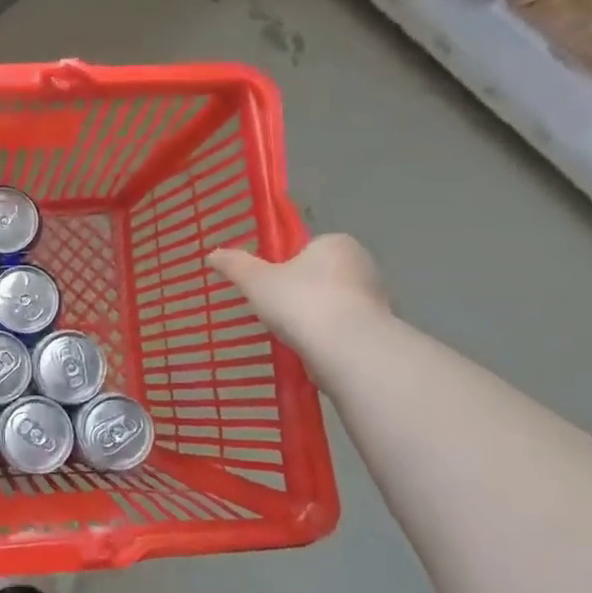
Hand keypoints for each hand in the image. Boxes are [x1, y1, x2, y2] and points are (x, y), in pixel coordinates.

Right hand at [208, 234, 389, 364]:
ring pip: (333, 303)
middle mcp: (362, 263)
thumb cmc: (300, 302)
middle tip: (275, 312)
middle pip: (319, 275)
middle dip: (300, 292)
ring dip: (314, 316)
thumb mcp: (255, 280)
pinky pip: (344, 327)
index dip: (284, 266)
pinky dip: (327, 336)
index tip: (269, 287)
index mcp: (336, 243)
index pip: (305, 249)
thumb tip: (212, 254)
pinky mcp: (379, 328)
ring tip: (291, 335)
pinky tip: (311, 349)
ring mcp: (376, 297)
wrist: (346, 349)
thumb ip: (234, 265)